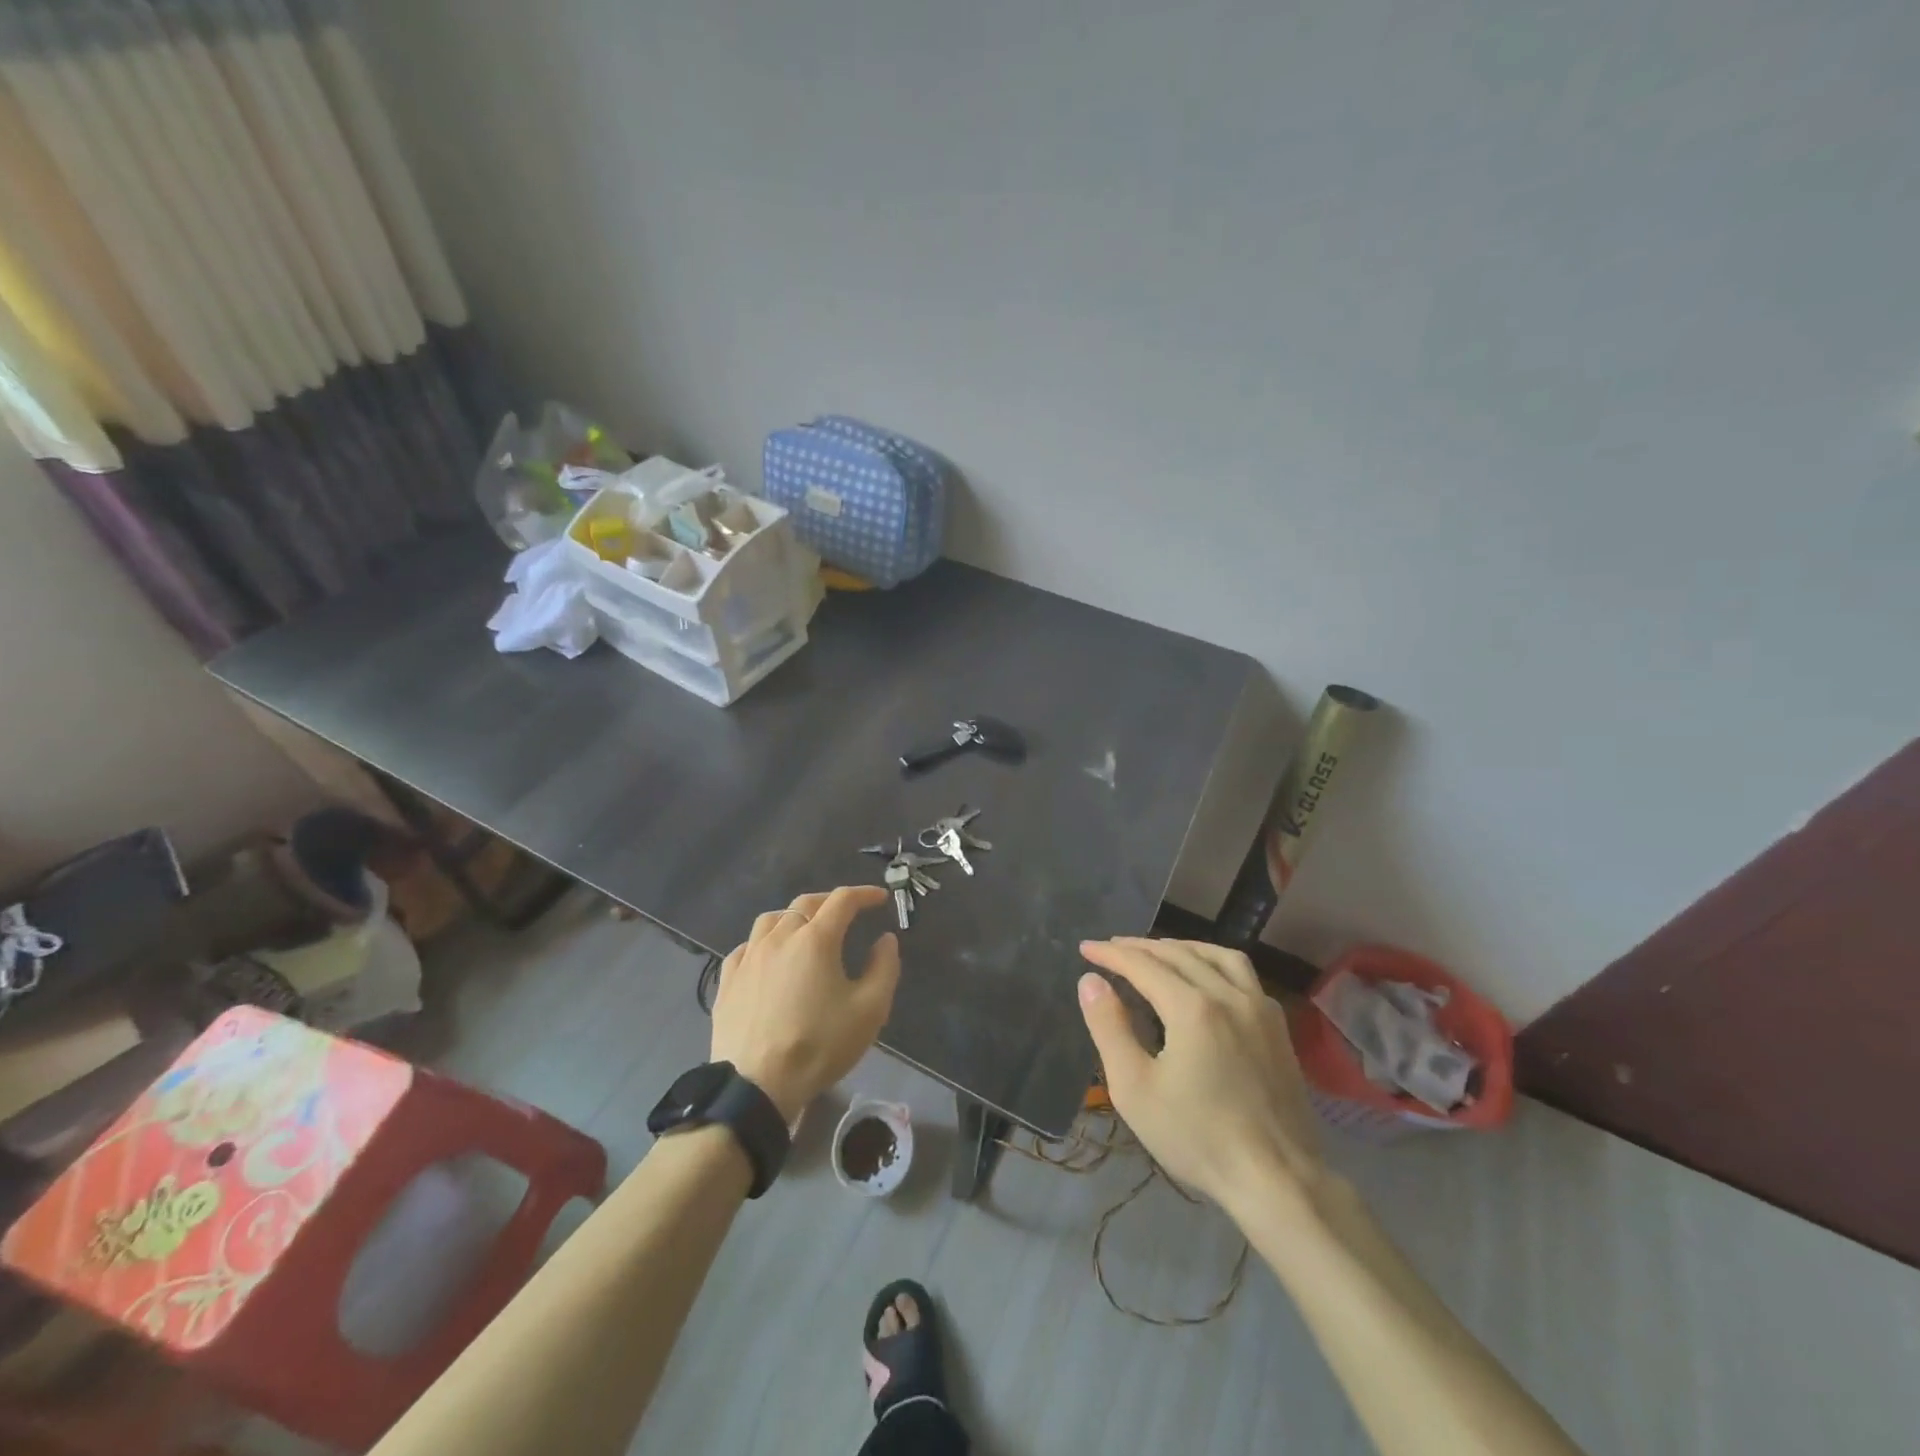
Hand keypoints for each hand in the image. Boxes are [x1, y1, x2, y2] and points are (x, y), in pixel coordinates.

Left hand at [711, 887, 900, 1122]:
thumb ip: (884, 968)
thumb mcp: (869, 1010)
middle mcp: (779, 937)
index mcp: (815, 939)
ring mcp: (748, 957)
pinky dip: (764, 942)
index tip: (880, 899)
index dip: (864, 894)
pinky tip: (768, 958)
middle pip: (805, 903)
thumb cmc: (819, 1045)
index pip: (843, 901)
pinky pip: (746, 947)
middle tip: (847, 912)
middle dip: (830, 901)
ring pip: (771, 920)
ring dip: (794, 916)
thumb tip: (885, 940)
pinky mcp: (727, 981)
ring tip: (806, 930)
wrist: (756, 1085)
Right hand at [1077, 937, 1324, 1216]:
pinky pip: (1243, 974)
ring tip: (1158, 952)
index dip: (1110, 954)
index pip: (1143, 965)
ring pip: (1217, 955)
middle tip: (1112, 948)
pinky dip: (1214, 962)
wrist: (1277, 1180)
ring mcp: (1259, 1008)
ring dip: (1181, 947)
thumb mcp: (1135, 1088)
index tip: (1085, 948)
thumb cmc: (1197, 1137)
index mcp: (1192, 1007)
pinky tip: (1206, 976)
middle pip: (1178, 954)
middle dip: (1140, 947)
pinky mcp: (1277, 1027)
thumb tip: (1090, 981)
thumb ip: (1109, 1027)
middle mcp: (1228, 994)